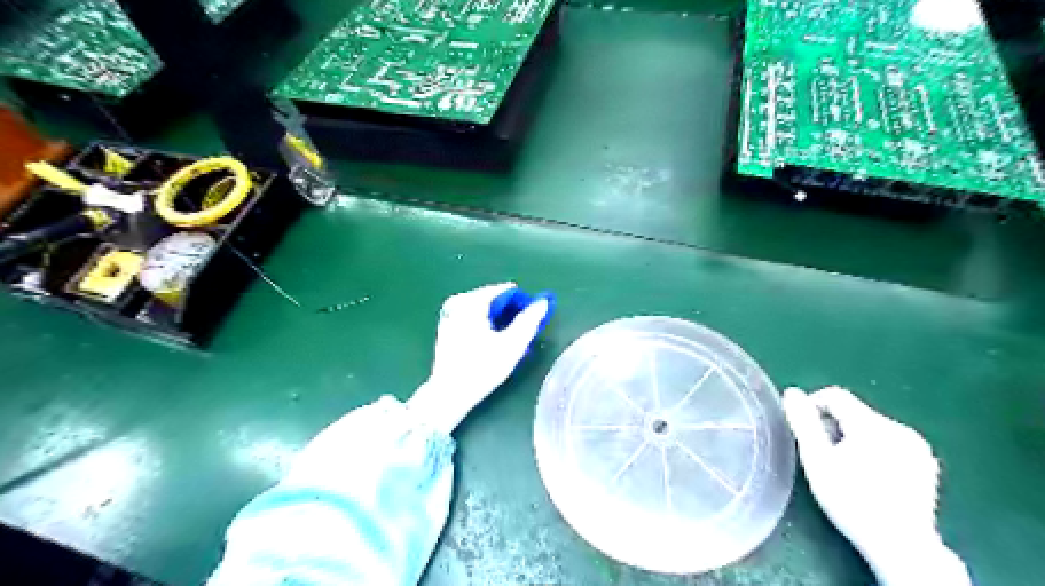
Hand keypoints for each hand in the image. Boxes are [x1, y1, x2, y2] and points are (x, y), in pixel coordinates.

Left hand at [408, 283, 553, 435]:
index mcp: (471, 302)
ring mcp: (450, 315)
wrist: (449, 394)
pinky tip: (492, 343)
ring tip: (510, 339)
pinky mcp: (447, 329)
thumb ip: (529, 321)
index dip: (523, 303)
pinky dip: (486, 325)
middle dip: (510, 312)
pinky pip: (473, 318)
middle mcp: (458, 303)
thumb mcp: (512, 345)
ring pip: (484, 310)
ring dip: (499, 320)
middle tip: (523, 332)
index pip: (505, 291)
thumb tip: (543, 302)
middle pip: (494, 299)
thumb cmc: (482, 368)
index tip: (533, 320)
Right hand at [783, 386, 971, 582]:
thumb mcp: (817, 460)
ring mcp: (917, 446)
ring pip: (871, 427)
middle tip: (822, 455)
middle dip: (833, 427)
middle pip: (854, 412)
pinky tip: (869, 476)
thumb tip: (792, 393)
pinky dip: (873, 450)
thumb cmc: (851, 500)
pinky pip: (889, 442)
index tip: (804, 431)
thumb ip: (803, 423)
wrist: (901, 545)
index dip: (813, 407)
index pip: (835, 396)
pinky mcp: (926, 463)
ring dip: (852, 438)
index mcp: (873, 424)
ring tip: (844, 468)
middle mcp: (899, 428)